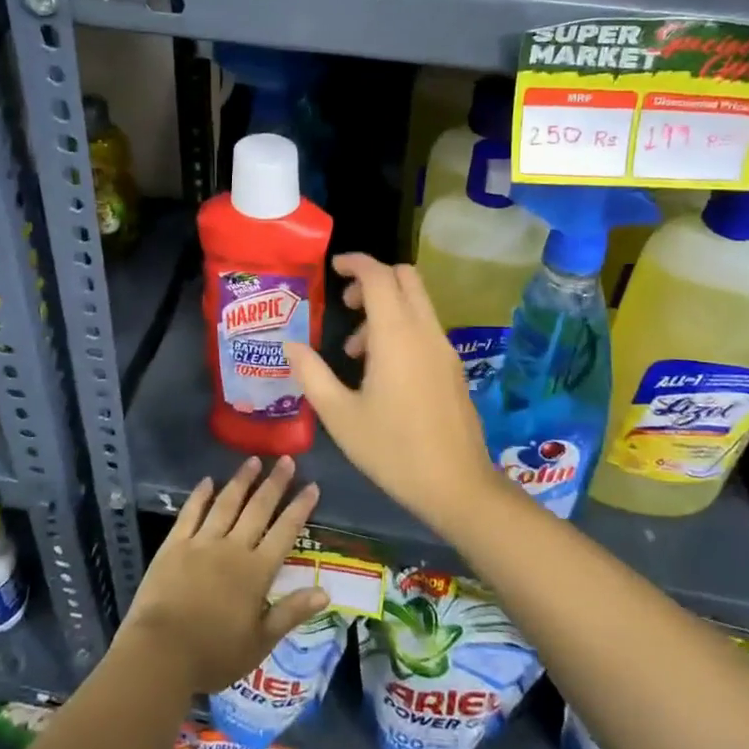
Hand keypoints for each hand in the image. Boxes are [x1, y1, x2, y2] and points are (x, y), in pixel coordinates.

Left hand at [120, 456, 326, 696]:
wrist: (160, 654)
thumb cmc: (214, 654)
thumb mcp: (260, 641)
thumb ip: (292, 612)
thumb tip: (326, 591)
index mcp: (256, 571)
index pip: (285, 532)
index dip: (300, 508)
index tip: (311, 485)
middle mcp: (232, 548)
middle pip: (258, 509)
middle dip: (275, 483)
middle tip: (286, 460)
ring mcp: (201, 543)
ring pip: (226, 504)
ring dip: (241, 481)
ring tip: (253, 460)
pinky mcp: (174, 545)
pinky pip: (190, 513)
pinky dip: (200, 495)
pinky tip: (207, 481)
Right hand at [283, 253, 501, 531]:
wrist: (457, 485)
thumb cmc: (392, 450)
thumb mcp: (340, 415)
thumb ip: (312, 374)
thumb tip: (291, 345)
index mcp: (396, 335)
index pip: (378, 276)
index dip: (355, 263)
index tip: (332, 268)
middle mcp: (425, 332)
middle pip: (405, 278)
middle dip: (373, 280)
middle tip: (346, 305)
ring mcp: (444, 349)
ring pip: (416, 304)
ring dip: (385, 309)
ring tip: (354, 351)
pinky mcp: (452, 367)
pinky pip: (424, 328)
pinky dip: (400, 329)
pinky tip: (380, 372)